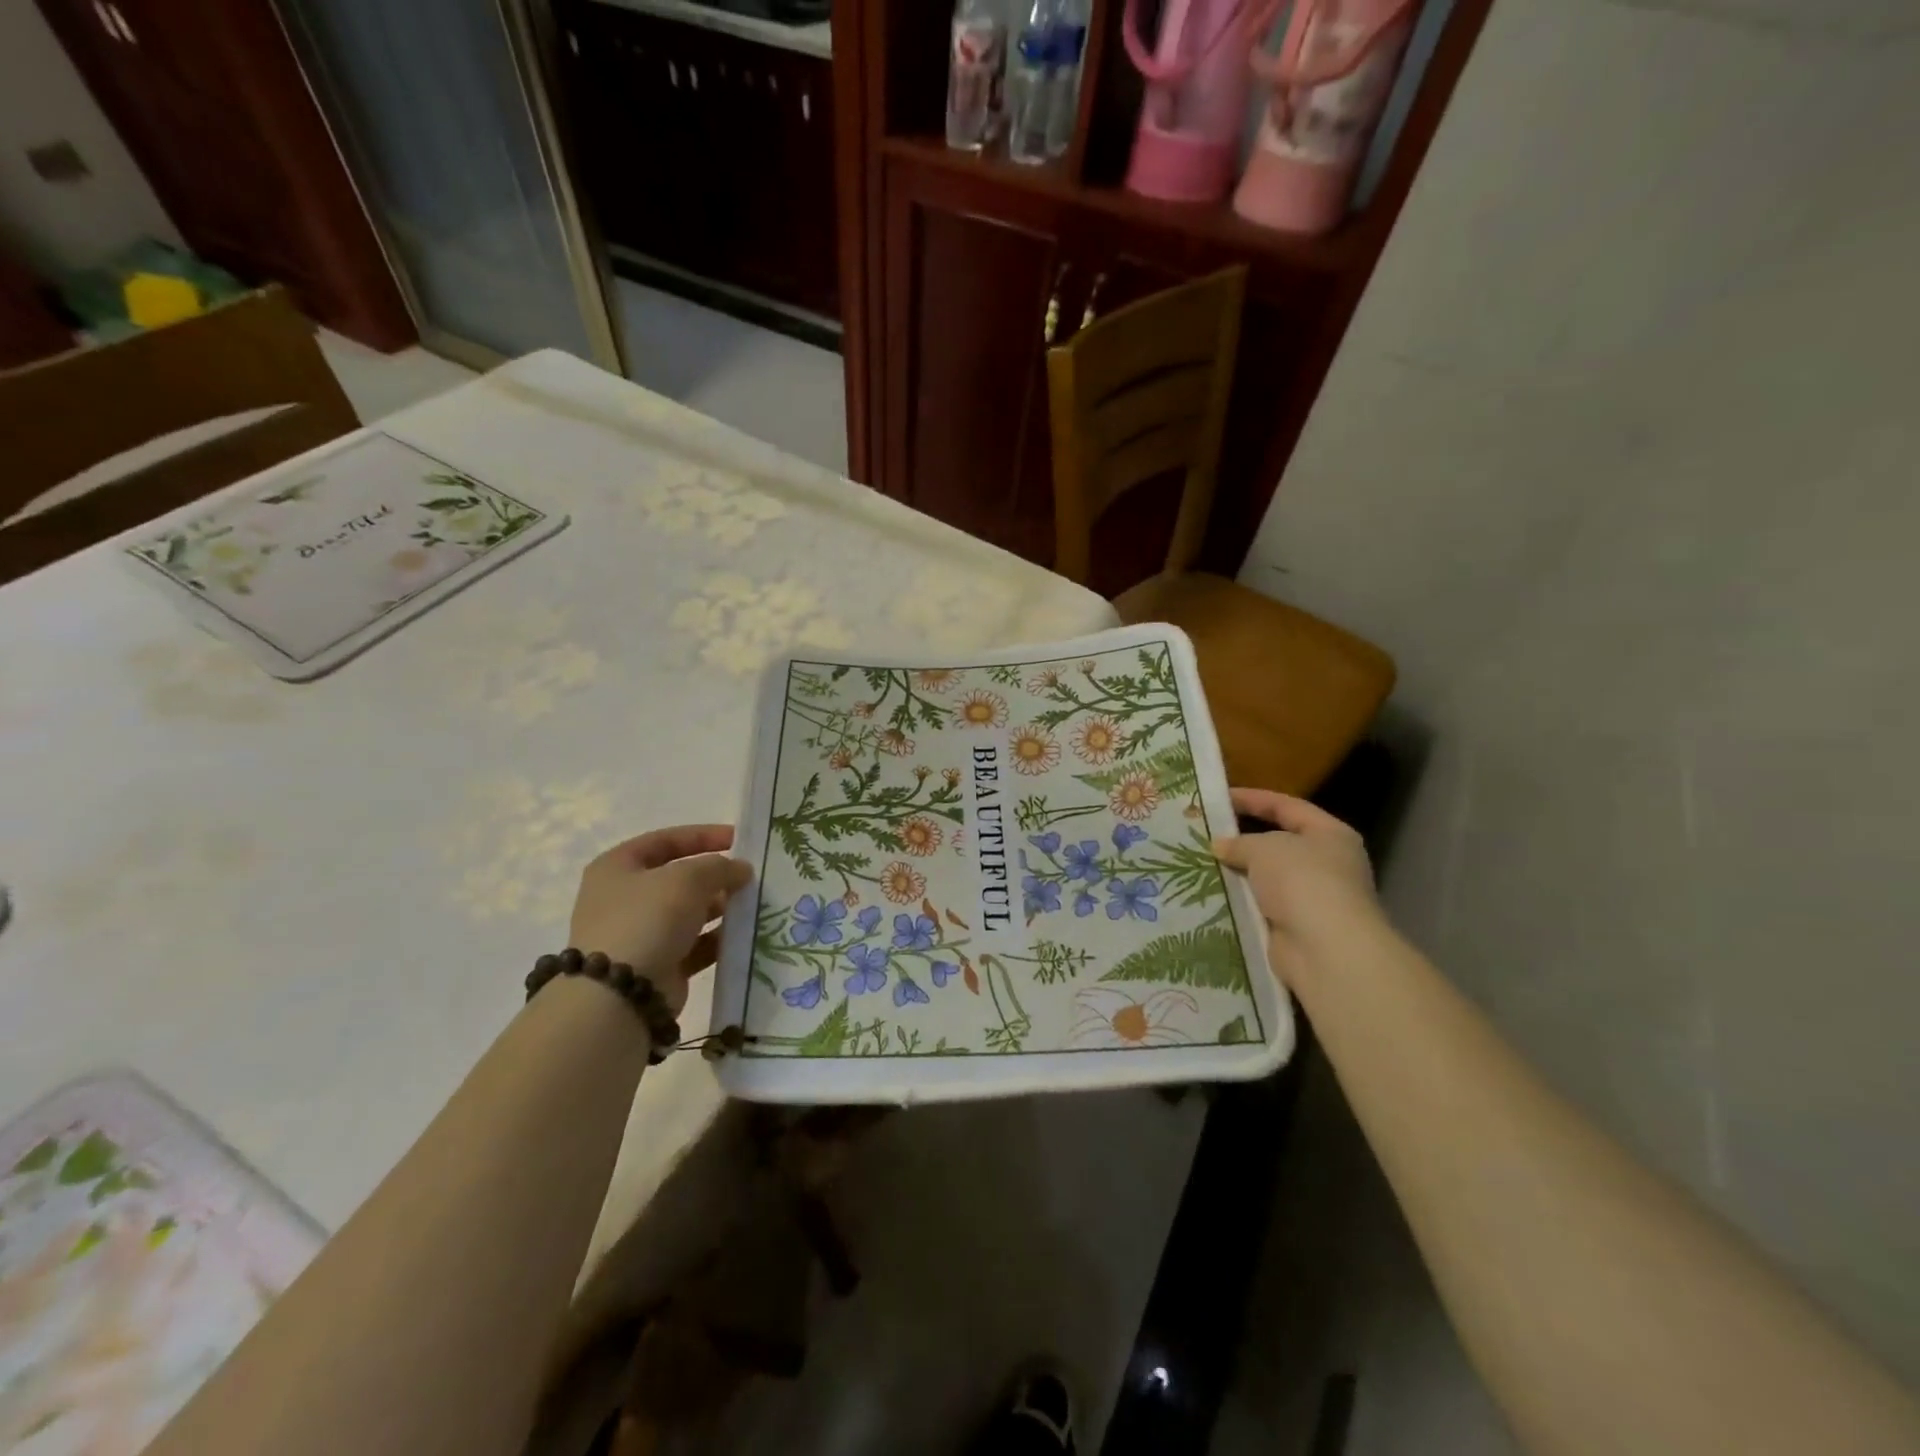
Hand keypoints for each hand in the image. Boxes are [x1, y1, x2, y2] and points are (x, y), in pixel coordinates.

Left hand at [569, 825, 752, 1016]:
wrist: (620, 995)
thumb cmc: (647, 919)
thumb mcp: (687, 879)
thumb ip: (719, 867)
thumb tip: (741, 869)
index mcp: (618, 867)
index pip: (666, 840)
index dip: (703, 836)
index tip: (739, 840)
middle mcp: (625, 898)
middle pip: (679, 878)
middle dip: (716, 876)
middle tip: (750, 877)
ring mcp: (640, 934)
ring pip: (689, 913)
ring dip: (720, 908)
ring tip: (754, 904)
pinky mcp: (657, 965)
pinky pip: (694, 945)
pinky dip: (718, 939)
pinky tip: (744, 935)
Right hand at [1212, 788, 1384, 987]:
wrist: (1324, 949)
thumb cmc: (1302, 881)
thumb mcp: (1264, 848)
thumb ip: (1240, 842)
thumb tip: (1220, 845)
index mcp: (1330, 834)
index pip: (1287, 807)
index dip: (1253, 799)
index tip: (1218, 797)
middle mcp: (1327, 864)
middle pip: (1277, 843)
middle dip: (1241, 839)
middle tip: (1203, 833)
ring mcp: (1312, 898)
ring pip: (1265, 878)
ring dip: (1237, 873)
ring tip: (1198, 862)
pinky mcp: (1295, 928)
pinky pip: (1260, 907)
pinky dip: (1239, 902)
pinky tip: (1210, 895)